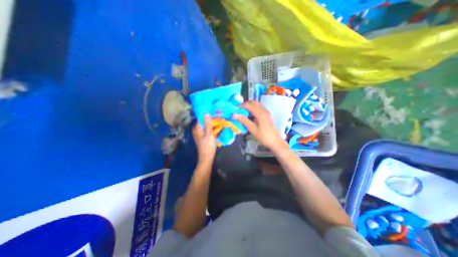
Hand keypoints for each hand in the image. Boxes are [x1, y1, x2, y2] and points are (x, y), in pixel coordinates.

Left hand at [192, 115, 216, 165]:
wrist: (207, 158)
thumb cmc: (208, 146)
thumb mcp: (209, 134)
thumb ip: (208, 123)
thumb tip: (206, 113)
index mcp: (197, 128)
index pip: (201, 117)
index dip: (208, 114)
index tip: (215, 111)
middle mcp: (197, 129)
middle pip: (204, 121)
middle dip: (212, 119)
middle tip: (220, 116)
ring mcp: (200, 133)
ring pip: (207, 125)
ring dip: (213, 123)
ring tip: (220, 120)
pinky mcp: (203, 136)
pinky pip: (208, 129)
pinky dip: (212, 128)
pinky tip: (218, 127)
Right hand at [234, 100, 284, 148]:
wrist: (275, 141)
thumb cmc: (263, 136)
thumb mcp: (252, 128)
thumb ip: (243, 120)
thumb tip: (233, 114)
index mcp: (260, 113)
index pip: (248, 105)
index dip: (240, 106)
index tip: (234, 110)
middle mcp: (263, 110)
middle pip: (253, 102)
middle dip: (245, 105)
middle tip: (239, 111)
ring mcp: (266, 112)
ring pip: (256, 105)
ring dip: (249, 107)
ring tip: (243, 114)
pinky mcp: (267, 115)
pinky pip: (259, 109)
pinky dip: (253, 110)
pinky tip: (250, 117)